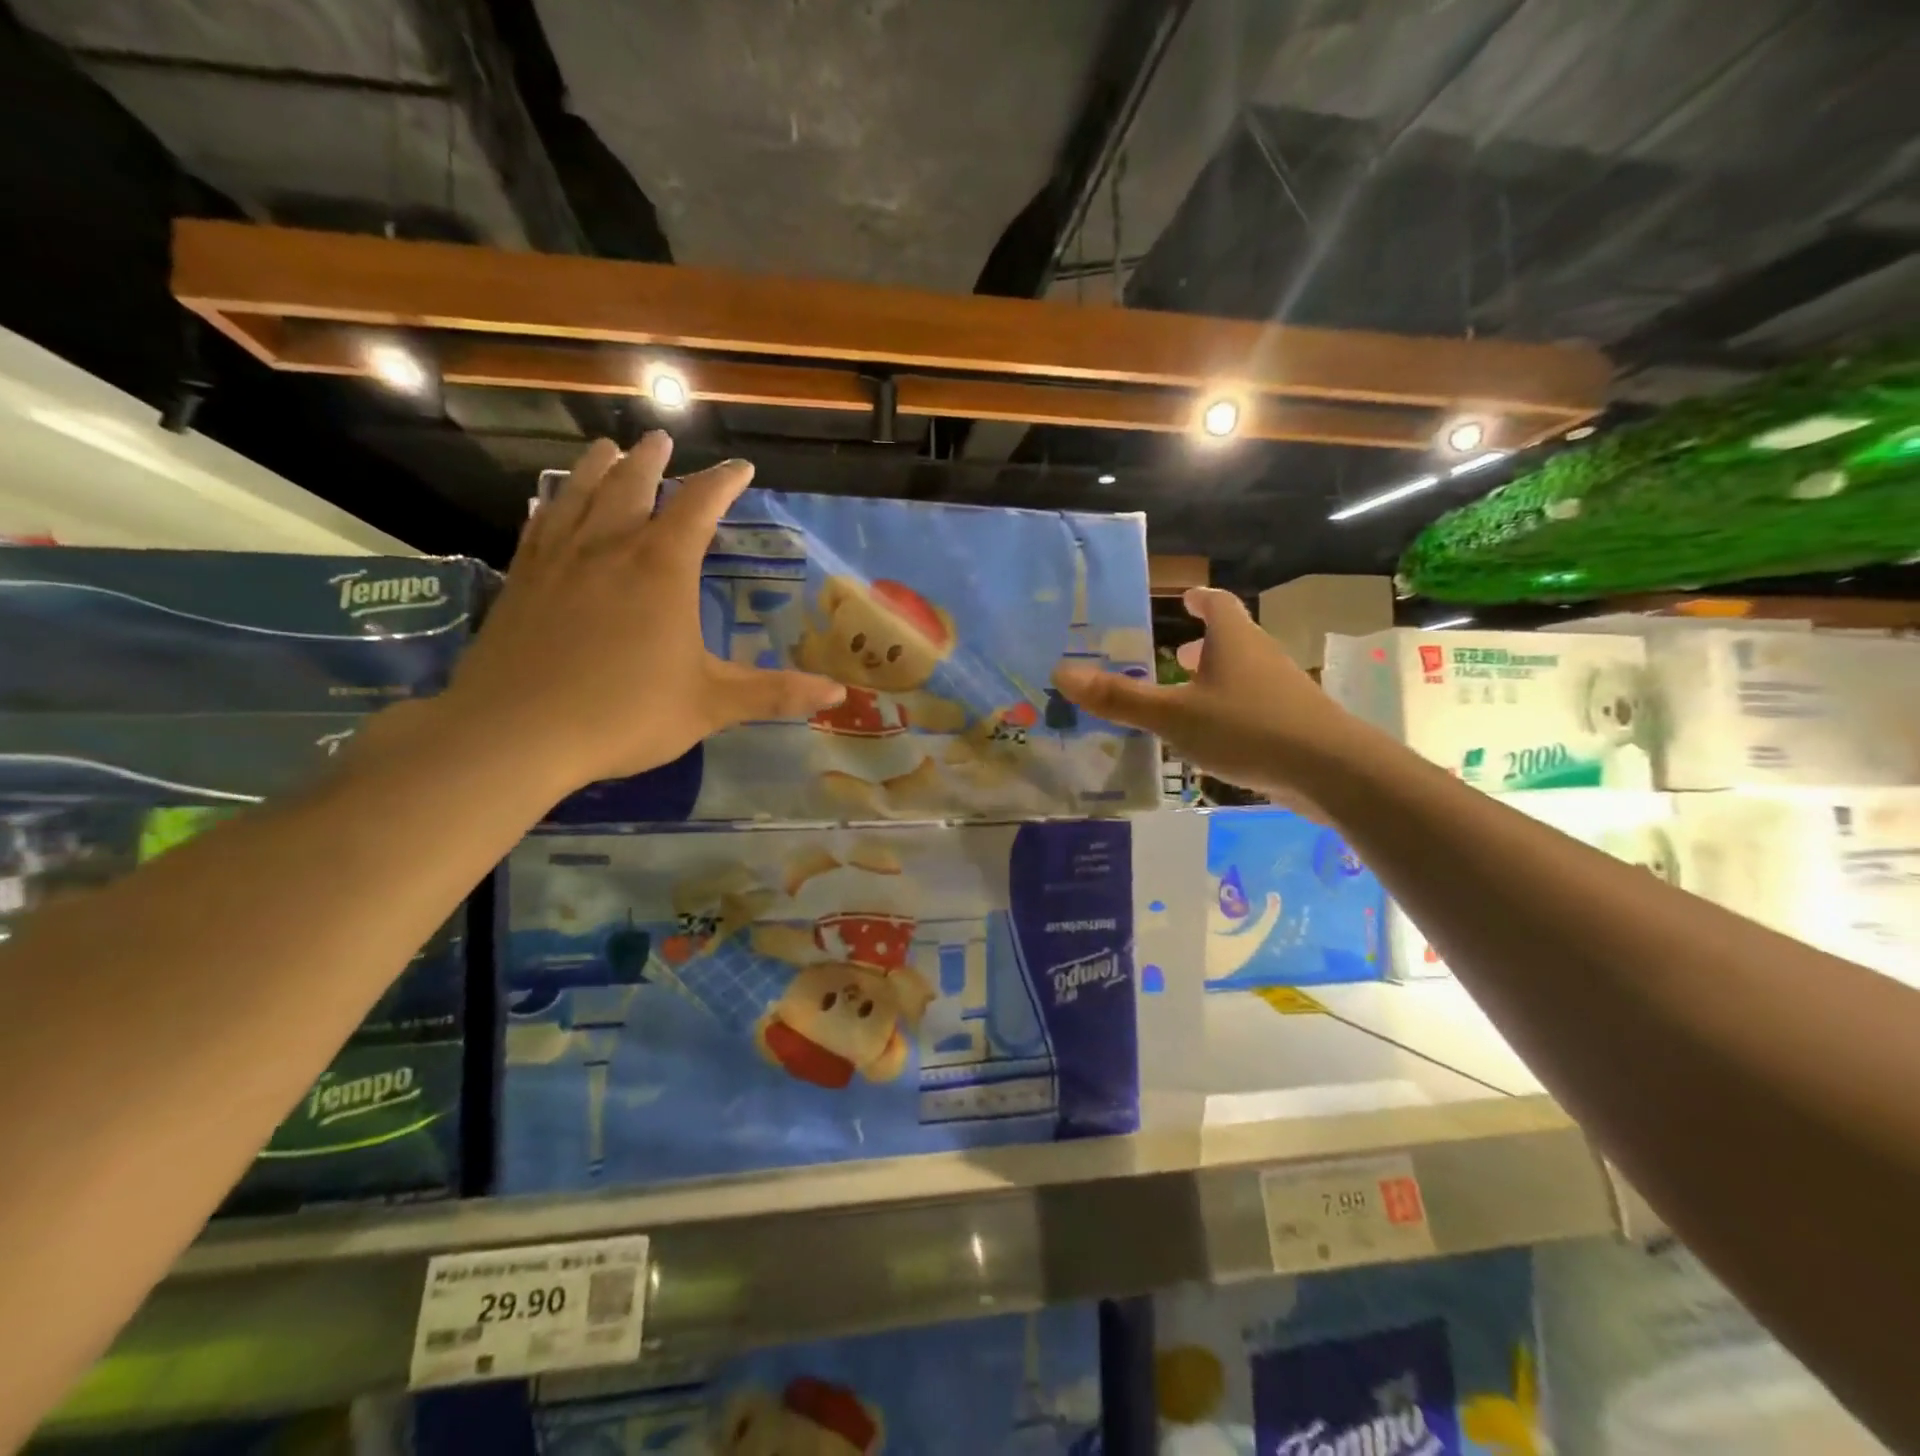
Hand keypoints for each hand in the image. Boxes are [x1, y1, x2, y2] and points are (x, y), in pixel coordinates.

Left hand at [439, 434, 843, 793]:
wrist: (516, 733)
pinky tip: (551, 503)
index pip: (699, 506)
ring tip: (606, 448)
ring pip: (580, 494)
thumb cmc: (625, 713)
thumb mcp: (712, 705)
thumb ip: (774, 693)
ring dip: (598, 467)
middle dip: (653, 461)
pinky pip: (540, 525)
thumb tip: (838, 694)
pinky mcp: (521, 580)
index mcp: (662, 568)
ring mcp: (559, 560)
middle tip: (661, 441)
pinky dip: (553, 504)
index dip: (723, 483)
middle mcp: (610, 547)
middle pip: (633, 484)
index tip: (741, 468)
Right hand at [1051, 588, 1352, 804]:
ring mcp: (1281, 690)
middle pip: (1232, 640)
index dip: (1199, 599)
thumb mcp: (1173, 715)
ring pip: (1243, 675)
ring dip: (1216, 679)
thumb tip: (1061, 672)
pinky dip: (1230, 709)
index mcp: (1233, 641)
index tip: (1185, 597)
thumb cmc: (1246, 728)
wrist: (1331, 770)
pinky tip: (1214, 738)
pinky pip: (1253, 706)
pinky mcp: (1292, 723)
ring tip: (1188, 695)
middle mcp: (1260, 657)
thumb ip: (1120, 698)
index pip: (1217, 604)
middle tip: (1175, 653)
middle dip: (1204, 643)